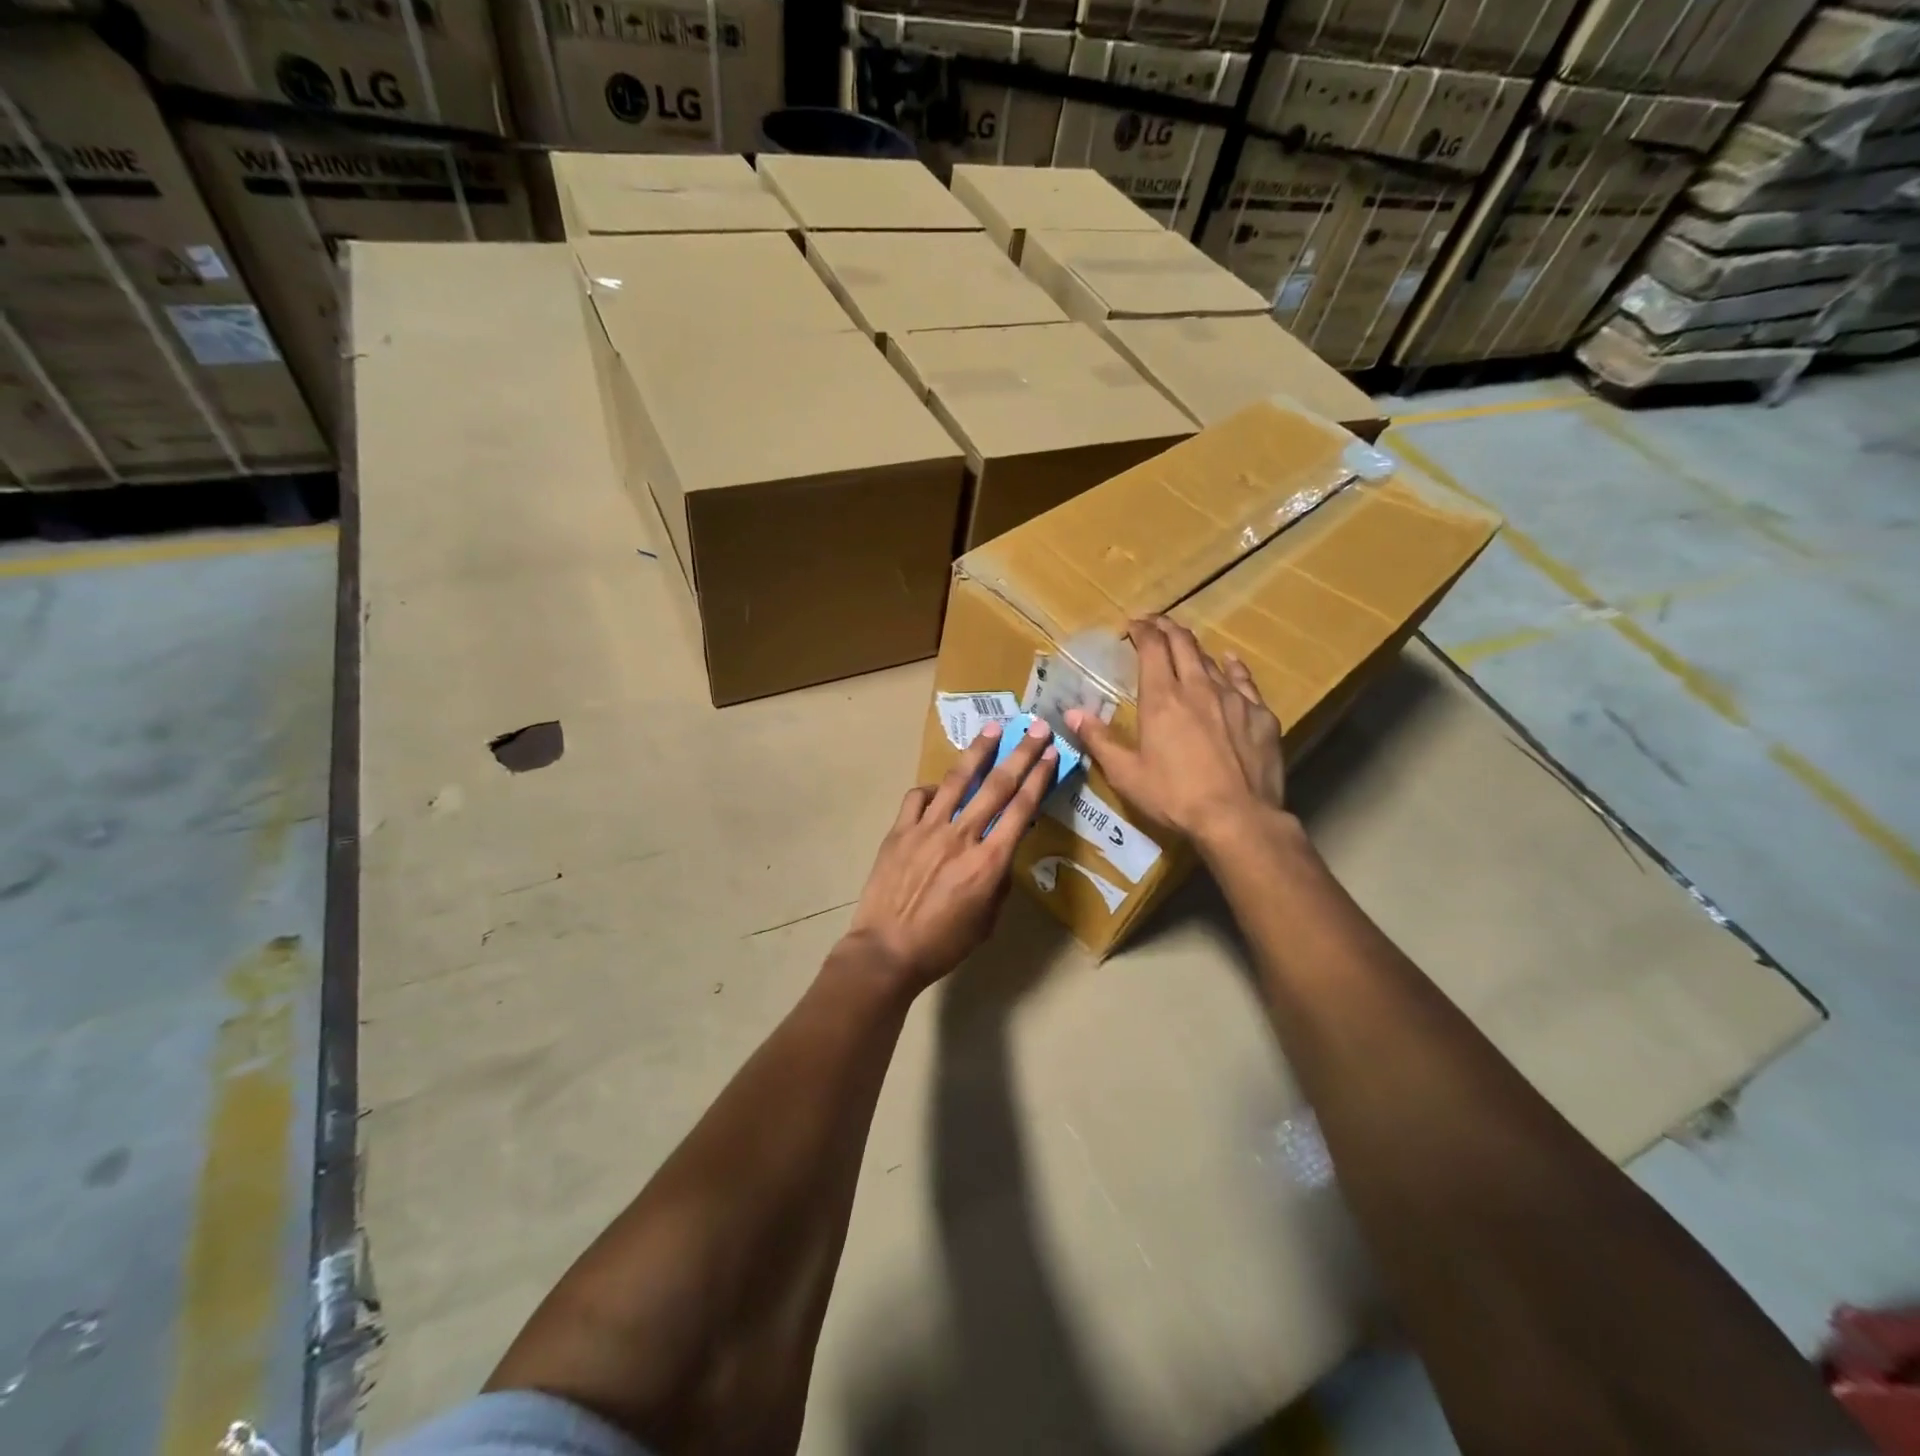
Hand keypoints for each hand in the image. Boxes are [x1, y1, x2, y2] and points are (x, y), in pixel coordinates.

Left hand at [844, 718, 1057, 990]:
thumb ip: (998, 880)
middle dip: (1021, 753)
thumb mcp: (988, 920)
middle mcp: (962, 836)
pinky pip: (918, 797)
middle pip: (997, 785)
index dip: (1039, 778)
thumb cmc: (943, 944)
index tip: (1051, 754)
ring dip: (979, 751)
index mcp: (989, 862)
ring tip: (993, 728)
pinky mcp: (900, 830)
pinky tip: (940, 787)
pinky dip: (933, 787)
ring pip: (958, 780)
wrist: (887, 950)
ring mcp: (927, 829)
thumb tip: (998, 852)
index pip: (1021, 809)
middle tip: (1036, 727)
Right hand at [1067, 616, 1285, 843]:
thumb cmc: (1174, 797)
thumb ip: (1099, 740)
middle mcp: (1198, 687)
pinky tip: (1229, 662)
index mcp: (1162, 699)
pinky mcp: (1260, 715)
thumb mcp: (1126, 774)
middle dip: (1166, 628)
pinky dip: (1232, 666)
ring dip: (1194, 649)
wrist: (1238, 818)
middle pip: (1183, 644)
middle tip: (1155, 624)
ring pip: (1211, 660)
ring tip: (1184, 646)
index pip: (1152, 647)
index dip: (1142, 630)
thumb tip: (1072, 714)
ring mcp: (1233, 698)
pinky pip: (1244, 680)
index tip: (1133, 624)